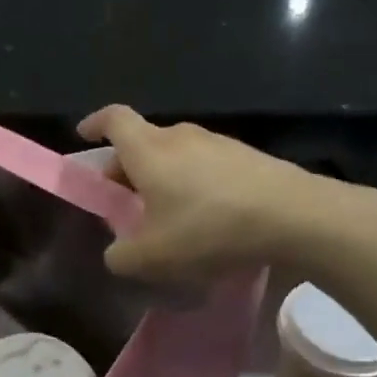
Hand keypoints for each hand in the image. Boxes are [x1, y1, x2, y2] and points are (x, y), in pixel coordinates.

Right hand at [77, 105, 347, 280]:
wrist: (292, 216)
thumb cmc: (208, 229)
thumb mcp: (152, 257)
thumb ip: (121, 257)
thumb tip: (117, 253)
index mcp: (149, 150)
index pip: (113, 119)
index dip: (94, 124)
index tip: (83, 136)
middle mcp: (180, 136)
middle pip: (143, 141)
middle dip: (126, 168)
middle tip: (123, 200)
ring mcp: (218, 143)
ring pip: (176, 155)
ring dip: (162, 178)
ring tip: (166, 216)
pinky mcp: (247, 157)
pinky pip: (205, 166)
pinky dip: (193, 185)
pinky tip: (205, 219)